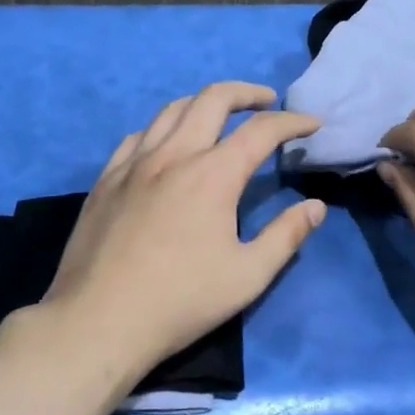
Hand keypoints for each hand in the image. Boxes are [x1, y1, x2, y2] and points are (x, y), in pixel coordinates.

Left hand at [42, 82, 327, 394]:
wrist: (98, 321)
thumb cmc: (181, 301)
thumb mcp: (248, 276)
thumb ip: (286, 236)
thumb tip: (315, 207)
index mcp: (212, 175)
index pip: (261, 131)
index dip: (292, 122)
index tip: (311, 124)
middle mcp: (173, 156)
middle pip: (213, 99)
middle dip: (247, 93)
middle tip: (267, 102)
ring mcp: (133, 164)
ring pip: (171, 110)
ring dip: (203, 103)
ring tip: (221, 116)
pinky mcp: (105, 180)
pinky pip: (137, 135)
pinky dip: (163, 128)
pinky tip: (167, 144)